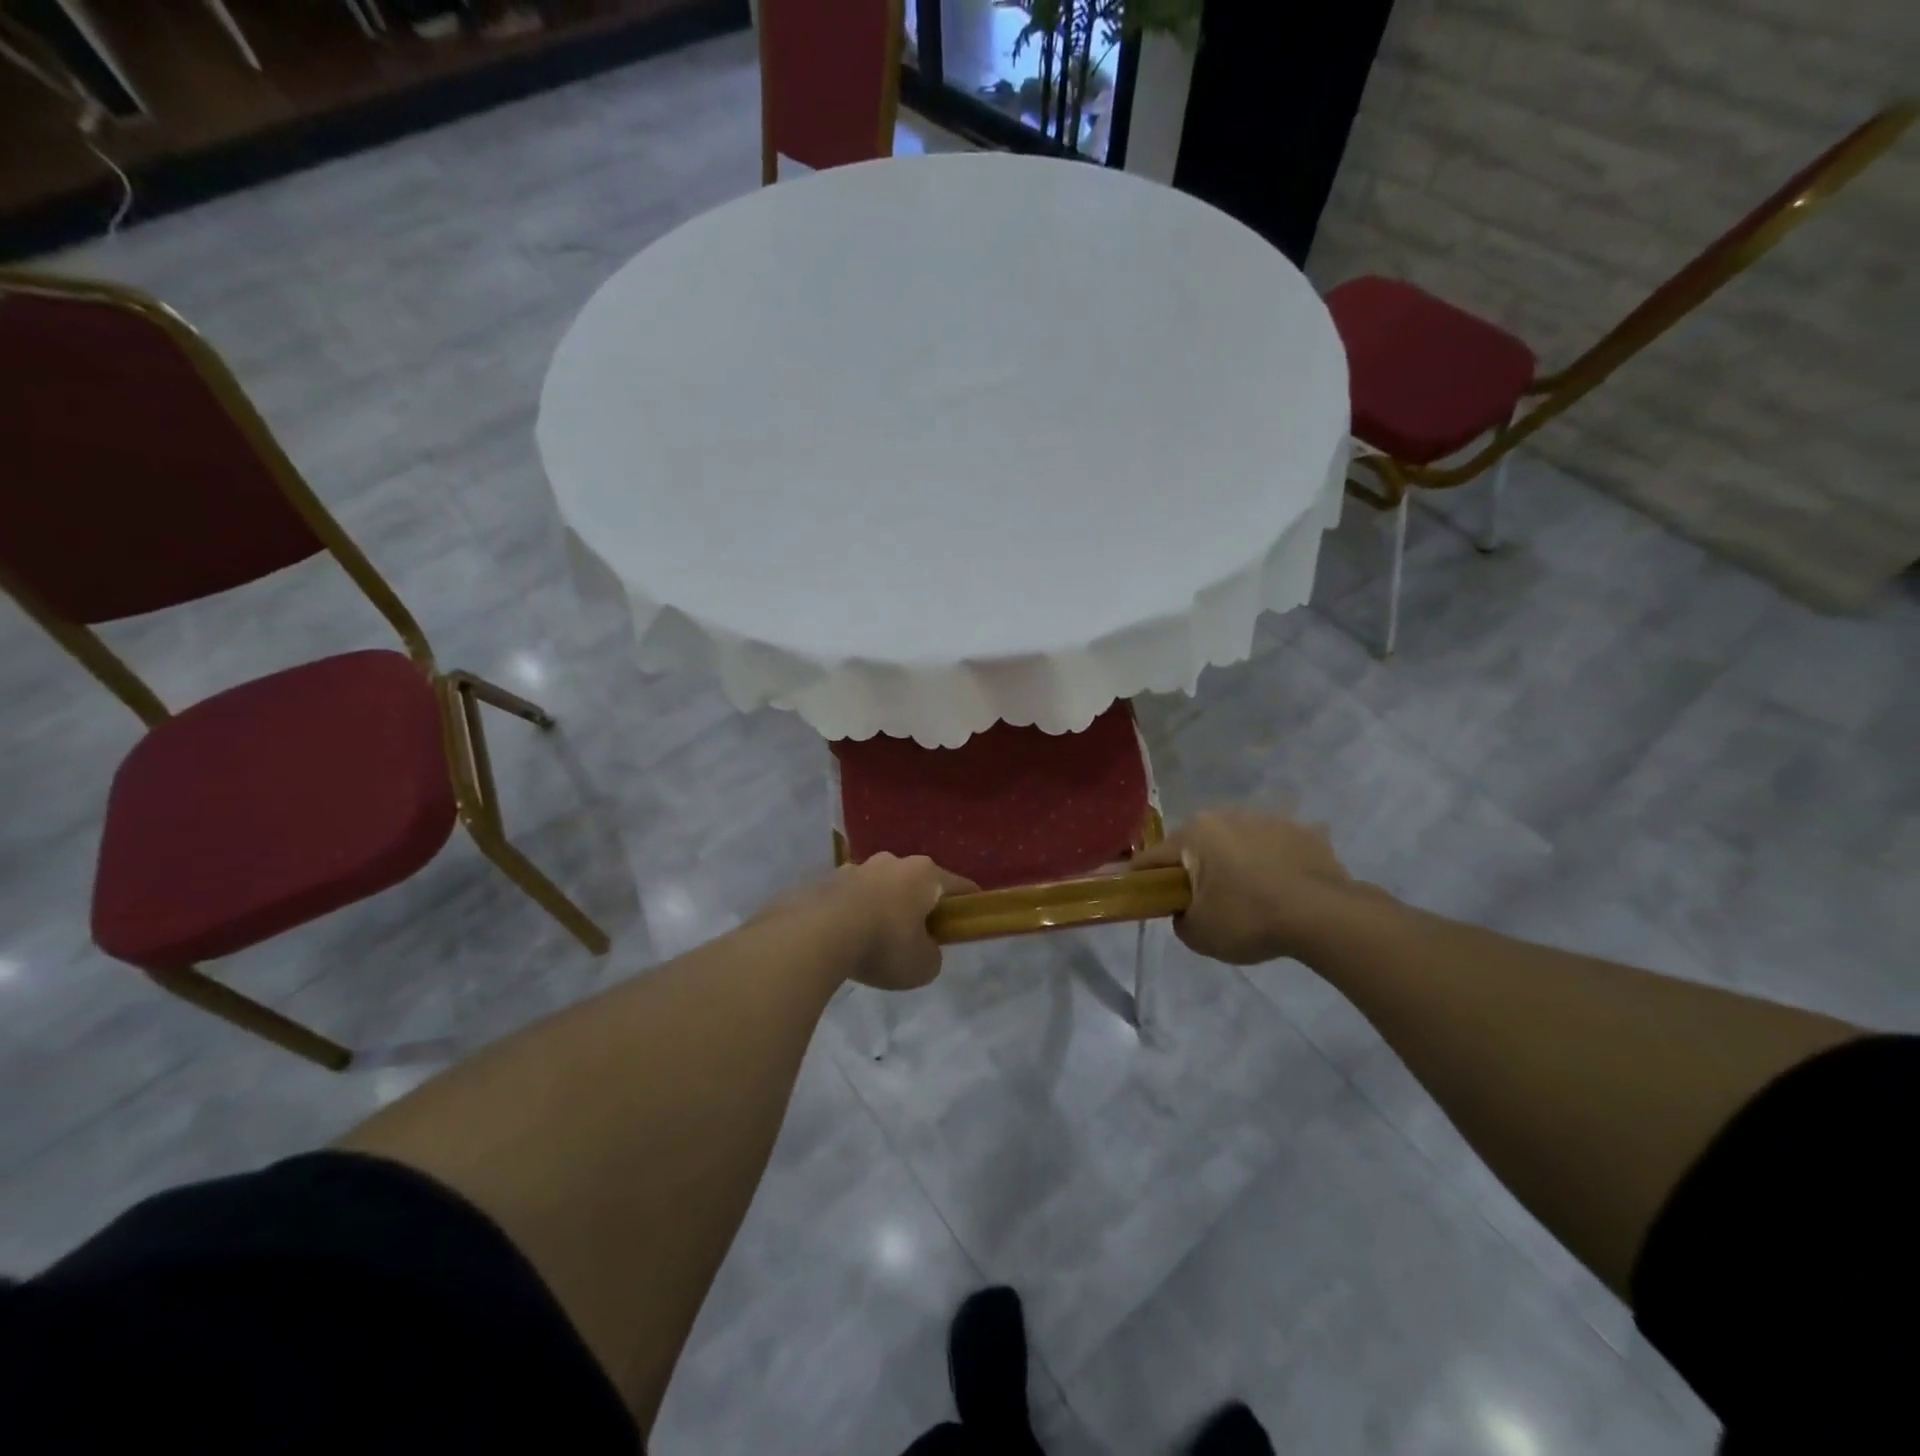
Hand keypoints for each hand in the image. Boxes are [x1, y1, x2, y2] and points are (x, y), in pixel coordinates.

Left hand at [797, 854, 976, 990]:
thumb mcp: (922, 965)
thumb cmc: (883, 945)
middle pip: (915, 883)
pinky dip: (852, 914)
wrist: (815, 935)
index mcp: (924, 874)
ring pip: (879, 887)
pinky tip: (845, 939)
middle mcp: (892, 861)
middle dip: (918, 905)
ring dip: (882, 907)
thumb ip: (931, 954)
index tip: (970, 920)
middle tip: (916, 937)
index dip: (969, 904)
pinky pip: (849, 898)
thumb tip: (922, 948)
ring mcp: (855, 867)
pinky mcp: (825, 880)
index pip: (959, 885)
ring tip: (873, 940)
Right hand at [1133, 809, 1377, 964]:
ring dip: (1237, 863)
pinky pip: (1278, 848)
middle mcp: (1228, 815)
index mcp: (1195, 833)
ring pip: (1240, 843)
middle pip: (1198, 845)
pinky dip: (1275, 864)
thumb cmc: (1248, 918)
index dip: (1143, 879)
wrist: (1324, 916)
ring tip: (1252, 898)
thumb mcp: (1198, 934)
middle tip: (1203, 902)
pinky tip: (1285, 891)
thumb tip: (1185, 910)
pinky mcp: (1305, 832)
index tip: (1141, 895)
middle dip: (1196, 868)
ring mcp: (1269, 819)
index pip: (1154, 857)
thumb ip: (1179, 919)